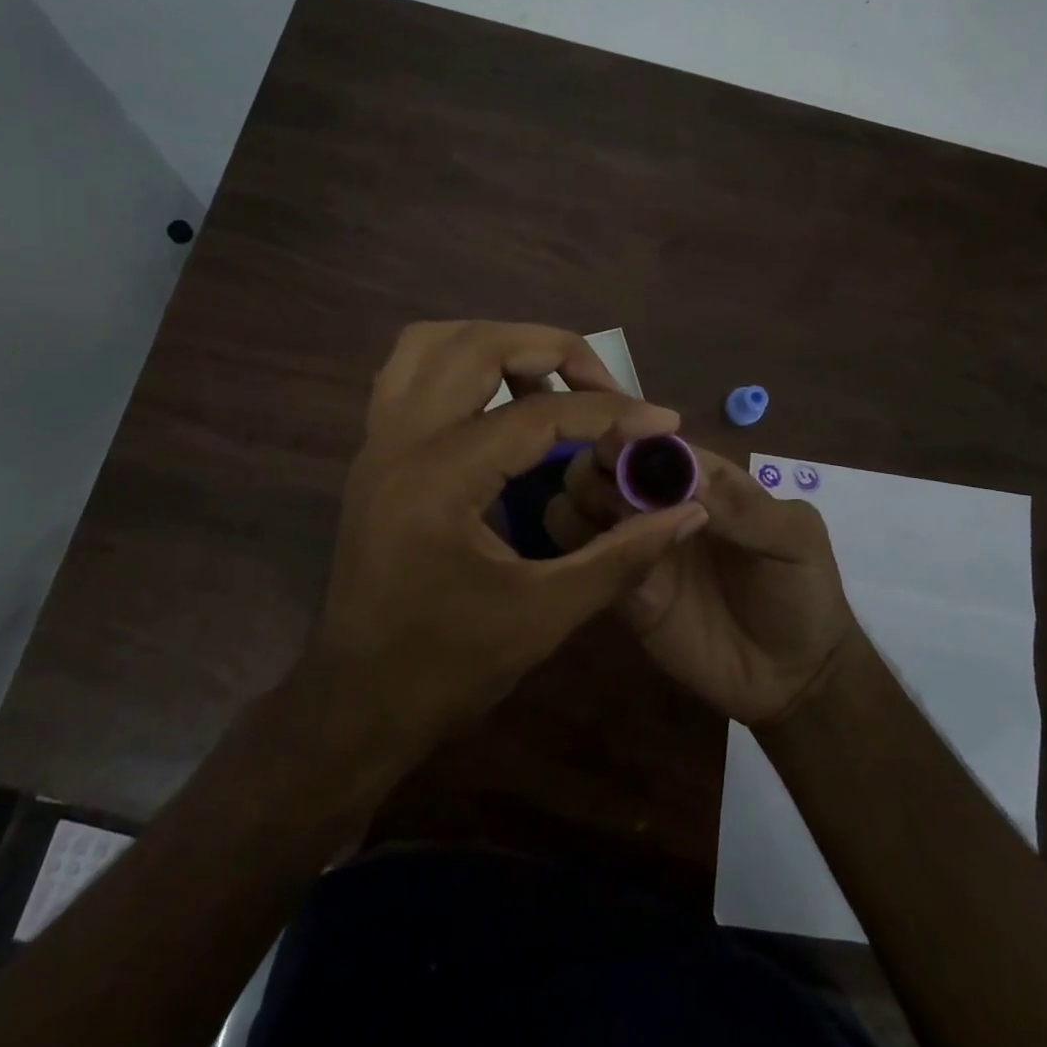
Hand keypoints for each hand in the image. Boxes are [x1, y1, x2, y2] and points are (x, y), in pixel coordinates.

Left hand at [310, 322, 709, 757]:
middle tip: (604, 387)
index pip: (539, 414)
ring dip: (500, 343)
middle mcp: (400, 441)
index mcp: (440, 479)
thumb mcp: (546, 615)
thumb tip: (688, 509)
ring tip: (552, 380)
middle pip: (479, 346)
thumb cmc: (448, 668)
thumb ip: (623, 556)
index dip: (612, 411)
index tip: (664, 420)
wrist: (357, 704)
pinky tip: (499, 396)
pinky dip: (461, 362)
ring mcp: (378, 441)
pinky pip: (411, 371)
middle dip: (554, 350)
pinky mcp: (374, 452)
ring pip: (434, 342)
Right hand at [548, 441, 857, 726]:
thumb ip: (744, 507)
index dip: (628, 435)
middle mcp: (656, 504)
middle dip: (596, 468)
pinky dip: (578, 552)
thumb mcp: (794, 539)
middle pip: (599, 464)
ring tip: (616, 535)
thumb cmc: (802, 592)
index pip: (648, 440)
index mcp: (698, 478)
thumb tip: (685, 475)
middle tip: (622, 503)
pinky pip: (580, 560)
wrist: (794, 676)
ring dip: (581, 506)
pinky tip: (605, 565)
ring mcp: (635, 546)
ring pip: (576, 504)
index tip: (621, 448)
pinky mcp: (621, 591)